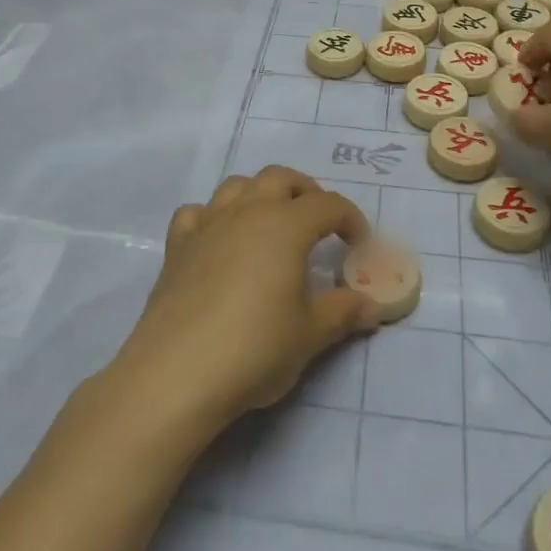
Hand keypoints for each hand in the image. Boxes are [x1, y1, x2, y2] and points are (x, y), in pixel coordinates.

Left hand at [110, 167, 377, 437]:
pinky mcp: (178, 246)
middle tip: (318, 223)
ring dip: (260, 194)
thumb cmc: (255, 349)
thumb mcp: (310, 335)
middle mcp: (247, 212)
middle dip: (305, 192)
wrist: (178, 372)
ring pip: (237, 185)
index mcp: (286, 226)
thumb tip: (372, 305)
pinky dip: (212, 217)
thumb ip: (343, 312)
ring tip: (270, 224)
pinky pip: (196, 213)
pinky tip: (217, 240)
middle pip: (281, 177)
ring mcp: (208, 224)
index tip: (359, 244)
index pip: (328, 205)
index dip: (350, 219)